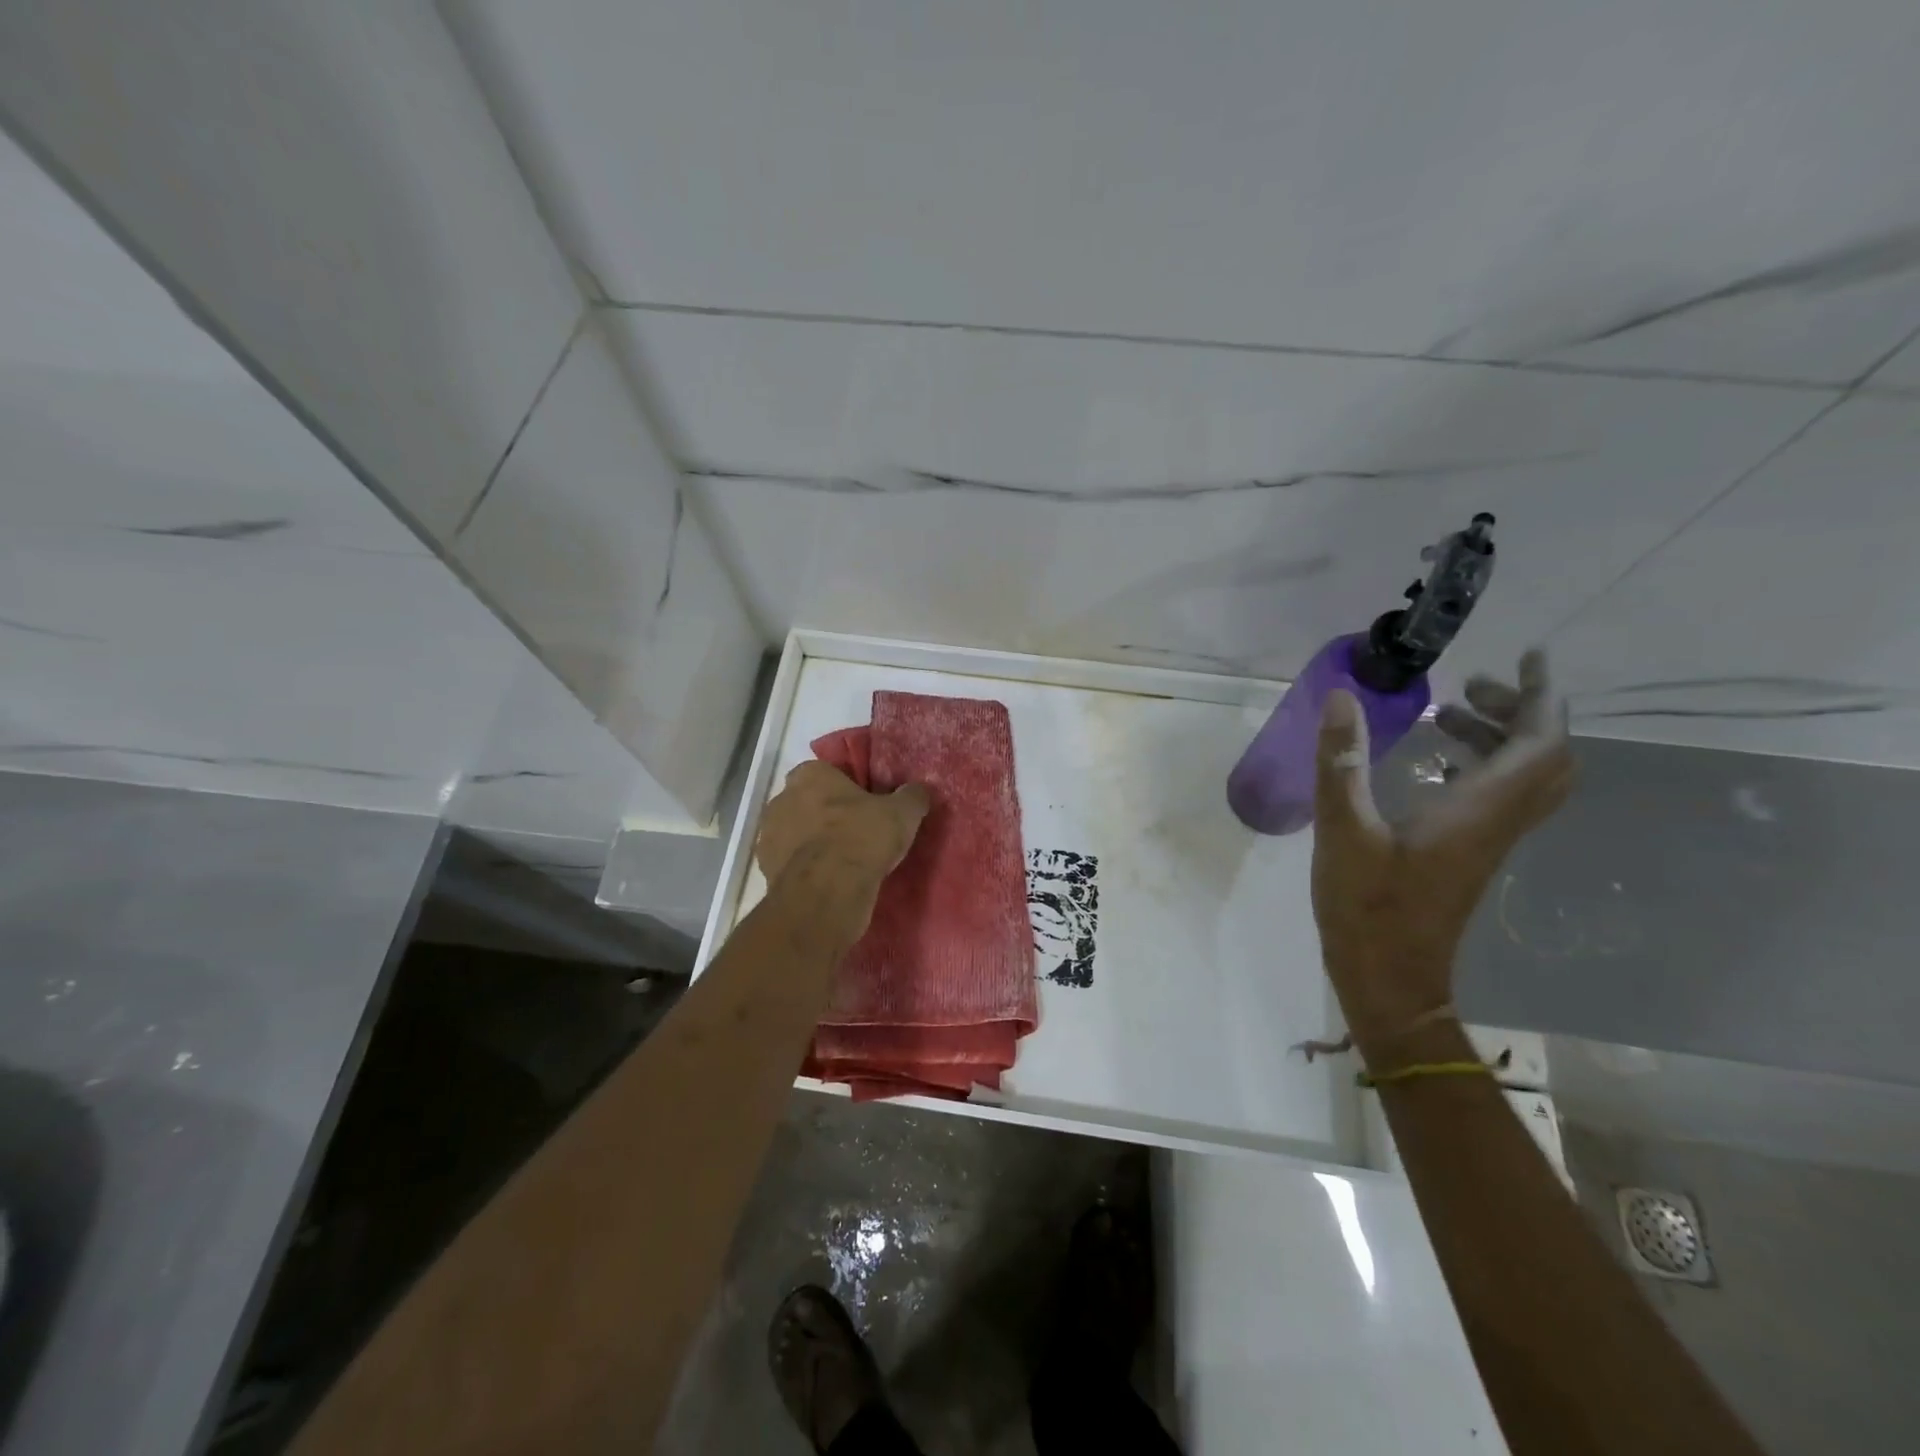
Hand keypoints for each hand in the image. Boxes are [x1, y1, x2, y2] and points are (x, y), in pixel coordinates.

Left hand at [756, 761, 930, 935]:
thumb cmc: (862, 837)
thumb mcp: (902, 813)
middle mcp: (782, 798)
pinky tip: (827, 880)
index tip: (865, 805)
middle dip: (825, 813)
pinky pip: (789, 862)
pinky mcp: (765, 868)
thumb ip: (912, 796)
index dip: (846, 788)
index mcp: (810, 775)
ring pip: (795, 832)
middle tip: (855, 832)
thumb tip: (920, 790)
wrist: (827, 890)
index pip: (827, 772)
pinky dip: (804, 868)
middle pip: (807, 801)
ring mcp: (768, 835)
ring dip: (812, 842)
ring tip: (842, 861)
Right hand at [1312, 650, 1574, 1061]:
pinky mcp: (1469, 855)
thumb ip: (1341, 761)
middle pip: (1546, 758)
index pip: (1540, 742)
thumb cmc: (1366, 906)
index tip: (1525, 658)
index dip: (1541, 696)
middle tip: (1473, 687)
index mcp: (1478, 810)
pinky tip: (1435, 764)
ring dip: (1500, 738)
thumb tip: (1342, 697)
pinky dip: (1482, 765)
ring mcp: (1487, 842)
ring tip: (1446, 715)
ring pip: (1525, 778)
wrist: (1389, 978)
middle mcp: (1498, 822)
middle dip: (1522, 712)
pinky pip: (1500, 797)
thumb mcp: (1343, 829)